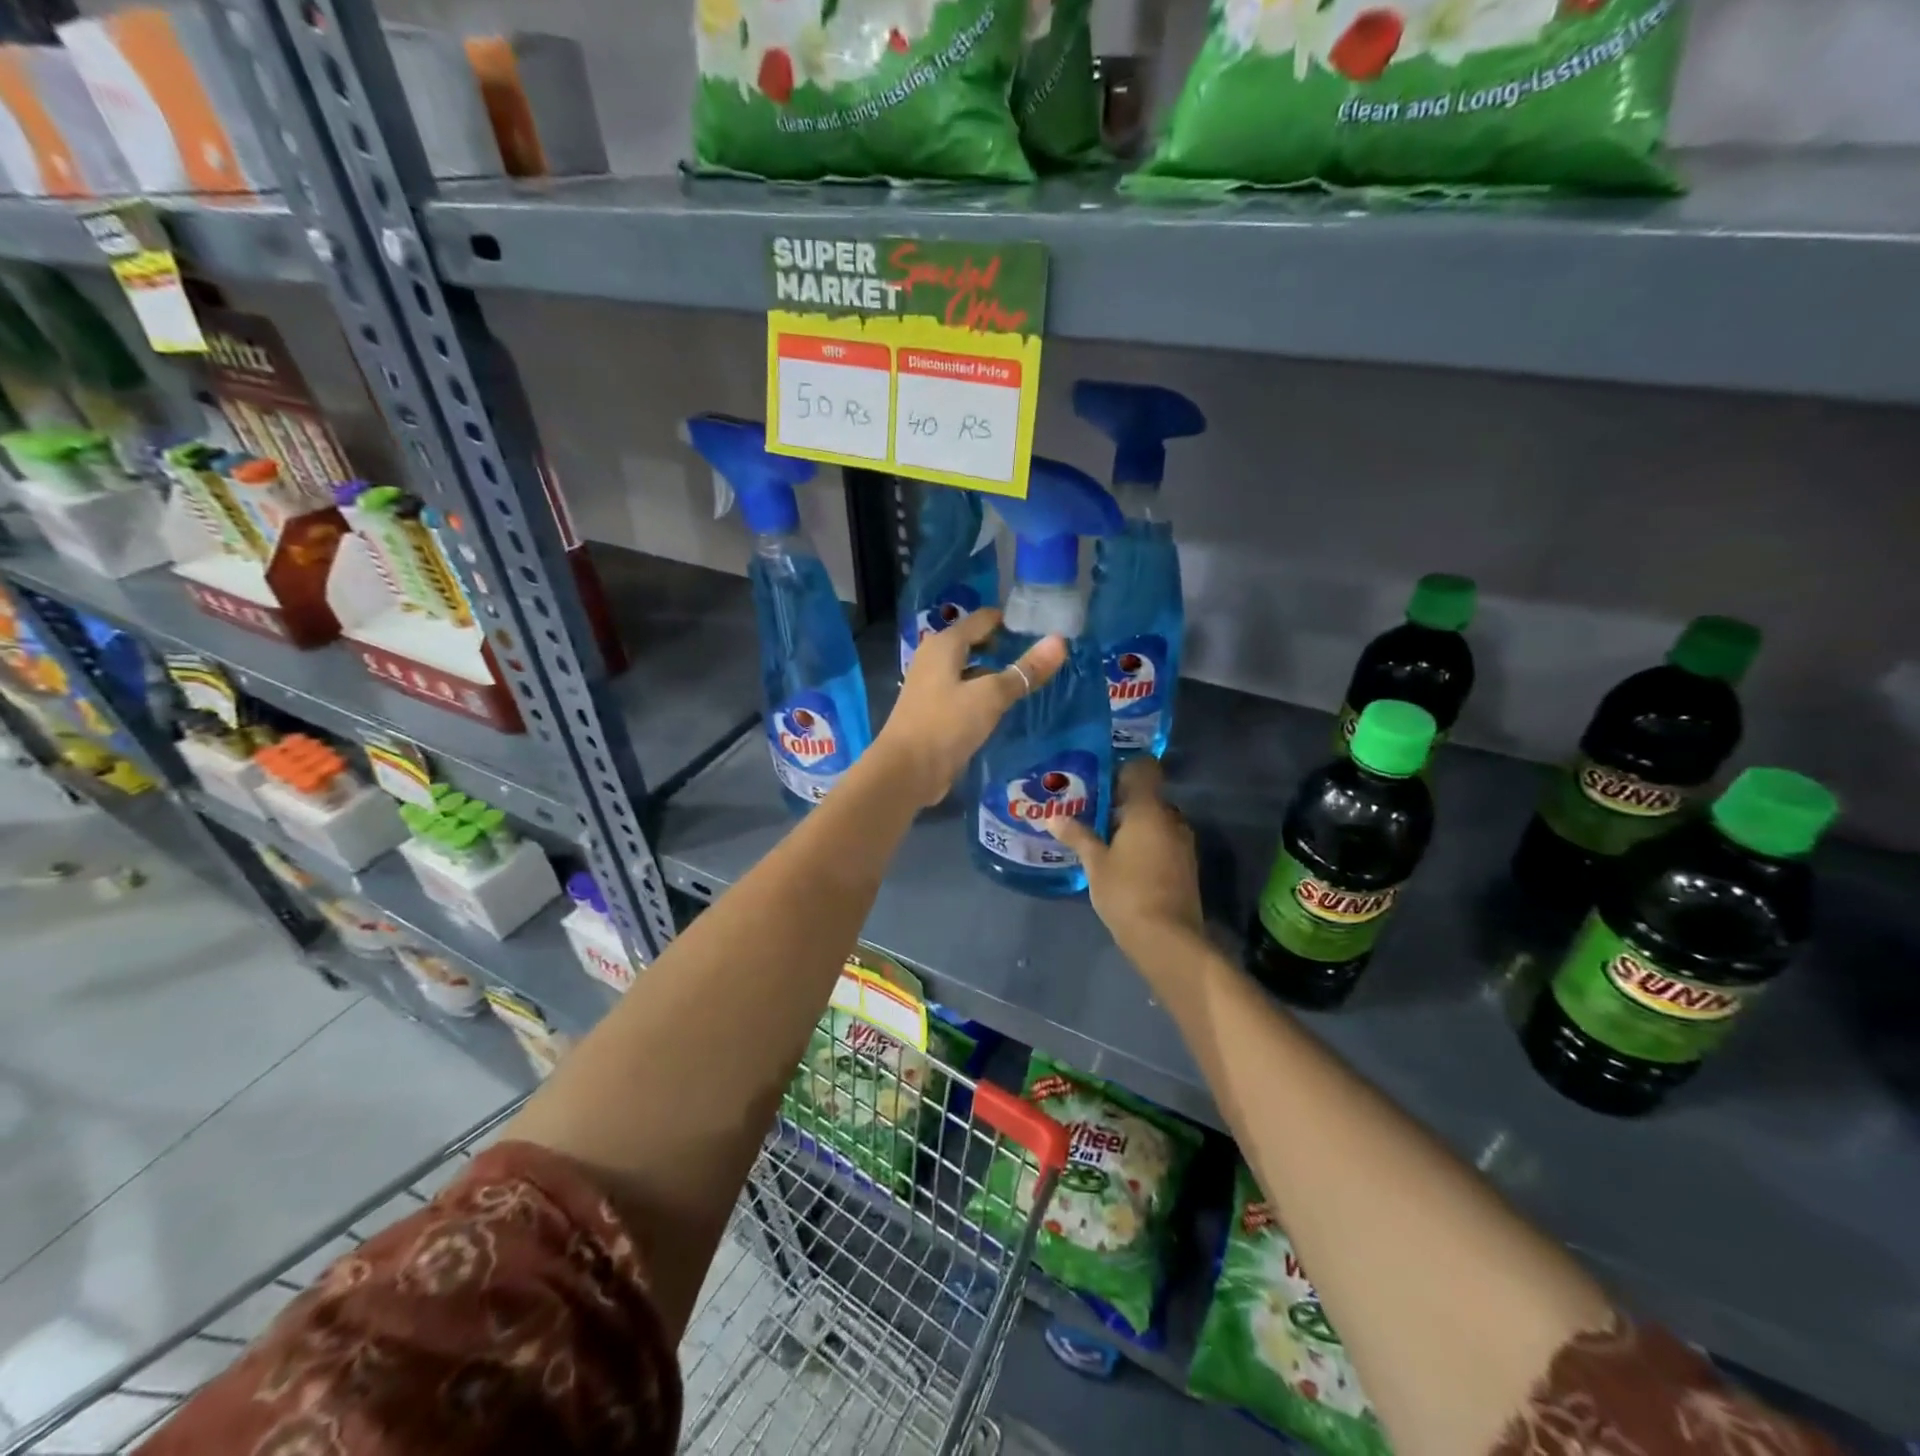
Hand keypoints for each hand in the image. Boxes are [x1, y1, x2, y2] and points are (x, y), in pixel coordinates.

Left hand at [872, 609, 1066, 807]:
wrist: (906, 771)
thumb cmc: (946, 724)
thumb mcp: (991, 696)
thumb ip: (1025, 670)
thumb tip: (1060, 641)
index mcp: (944, 645)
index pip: (983, 619)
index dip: (1011, 620)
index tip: (1043, 626)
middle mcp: (934, 659)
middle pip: (975, 643)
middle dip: (1005, 646)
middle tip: (1040, 653)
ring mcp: (931, 686)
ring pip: (970, 670)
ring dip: (994, 673)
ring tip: (1029, 678)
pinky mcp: (933, 711)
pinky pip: (964, 693)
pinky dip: (983, 694)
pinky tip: (1003, 706)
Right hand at [1048, 758, 1203, 955]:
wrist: (1167, 938)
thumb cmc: (1127, 892)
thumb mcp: (1095, 864)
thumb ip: (1078, 836)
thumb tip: (1053, 817)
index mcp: (1149, 810)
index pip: (1144, 770)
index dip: (1123, 770)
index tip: (1099, 779)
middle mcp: (1171, 819)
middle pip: (1147, 797)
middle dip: (1122, 802)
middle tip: (1091, 811)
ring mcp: (1182, 843)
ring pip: (1155, 821)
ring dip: (1134, 825)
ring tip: (1103, 838)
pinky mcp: (1186, 865)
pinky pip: (1163, 841)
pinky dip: (1145, 843)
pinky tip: (1123, 860)